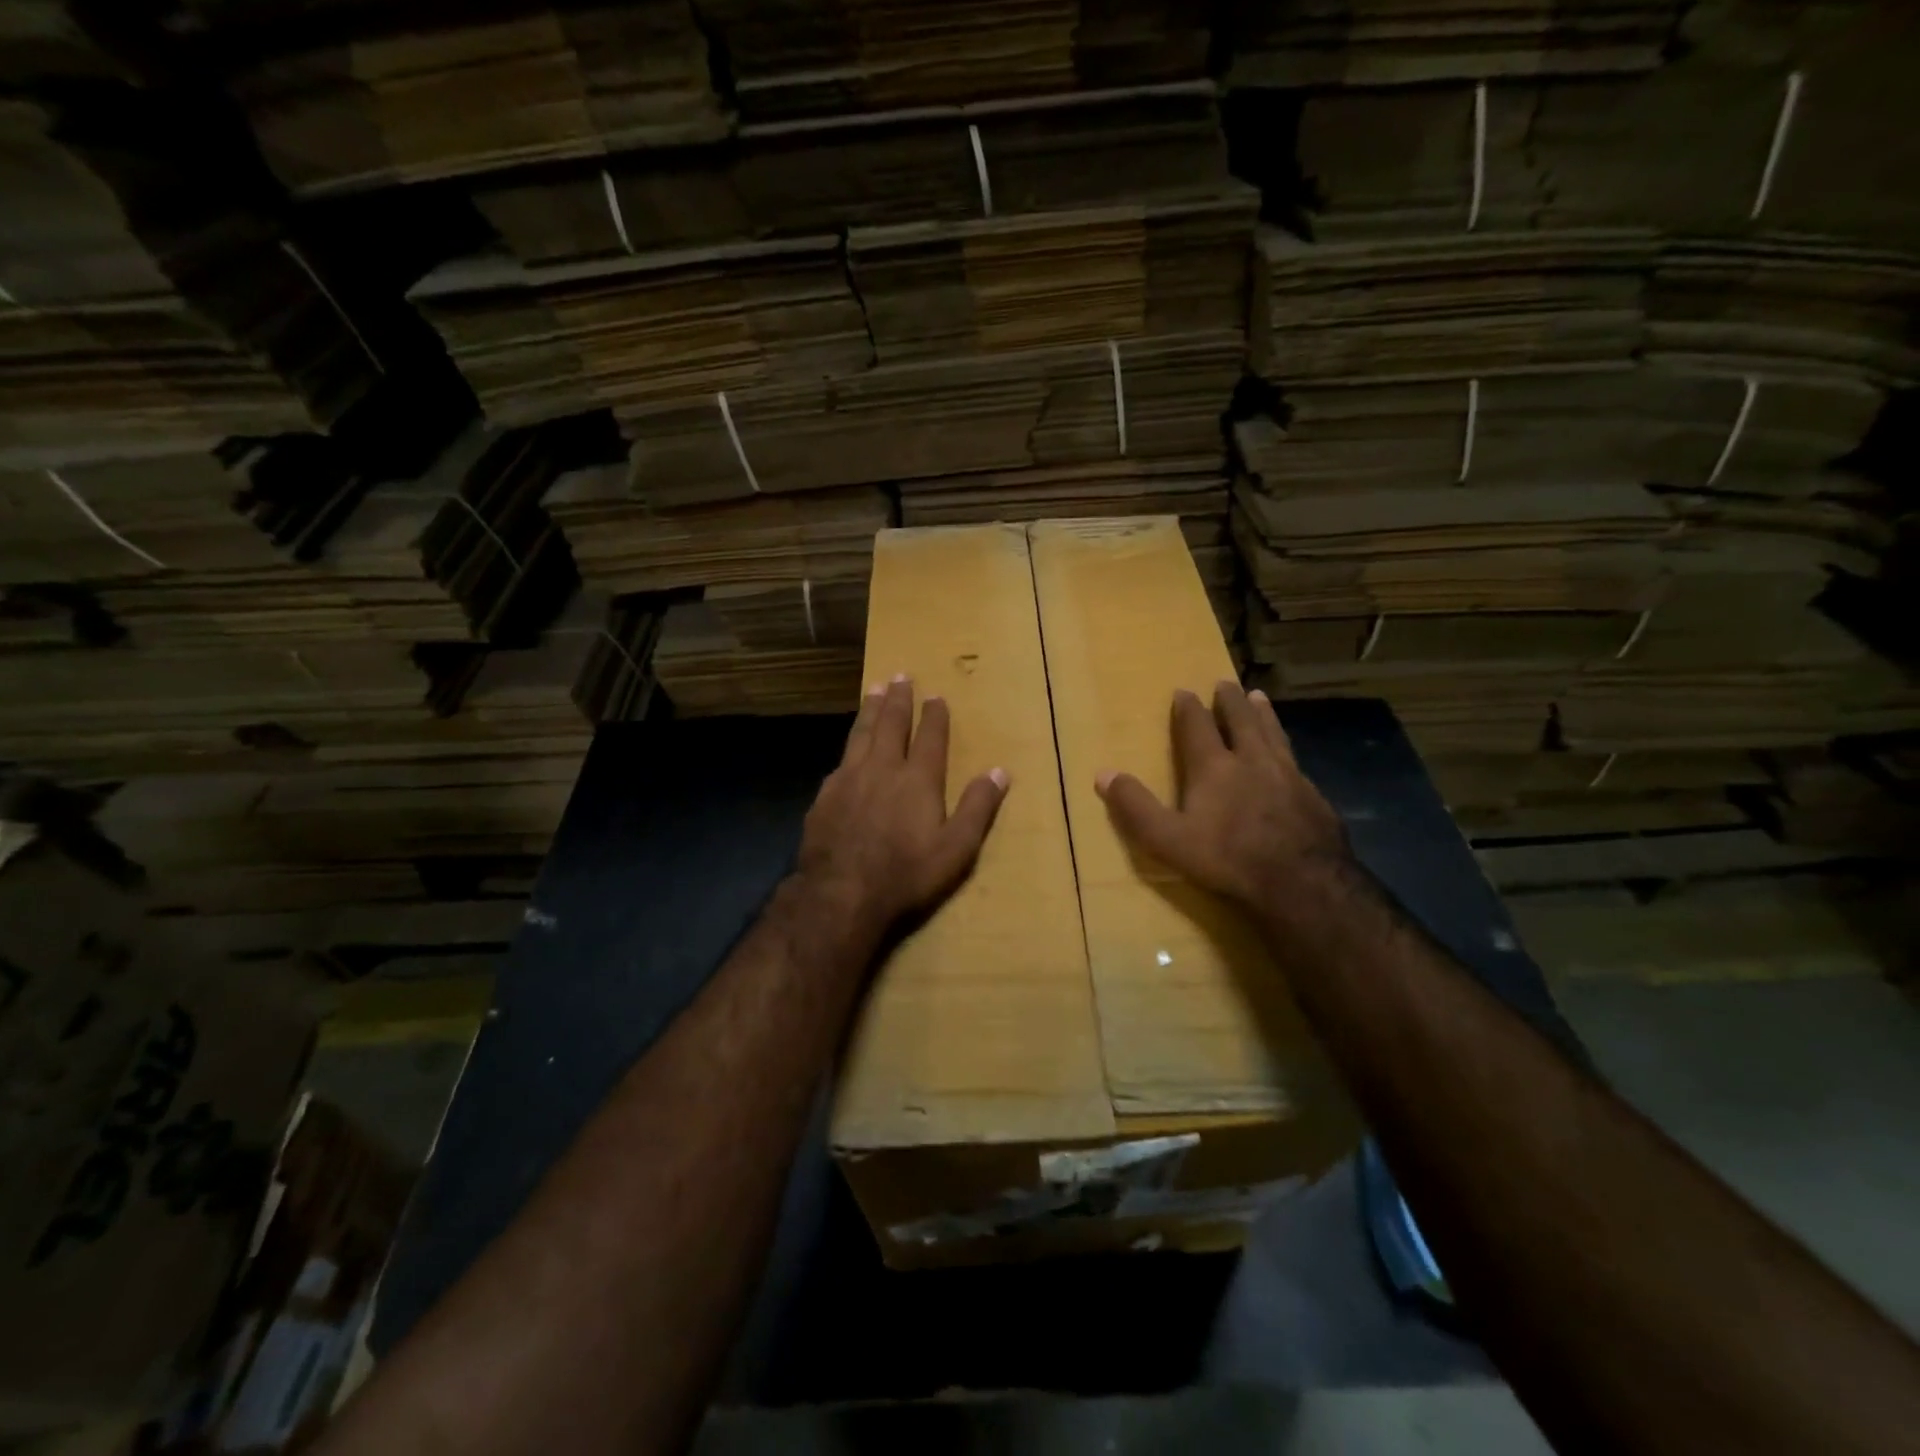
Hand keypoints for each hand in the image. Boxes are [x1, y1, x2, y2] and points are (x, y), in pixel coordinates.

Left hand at [796, 675, 1008, 934]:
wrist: (841, 894)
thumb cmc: (906, 874)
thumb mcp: (956, 849)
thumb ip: (978, 808)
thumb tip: (1000, 771)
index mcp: (918, 780)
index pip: (929, 737)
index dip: (934, 715)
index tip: (936, 696)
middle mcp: (882, 769)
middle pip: (890, 724)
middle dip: (897, 699)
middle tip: (899, 676)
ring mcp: (848, 780)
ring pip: (860, 734)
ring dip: (870, 710)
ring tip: (873, 690)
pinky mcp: (825, 796)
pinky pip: (840, 761)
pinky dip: (849, 746)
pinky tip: (848, 749)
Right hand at [1096, 680, 1349, 909]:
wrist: (1303, 881)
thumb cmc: (1229, 858)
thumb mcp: (1168, 839)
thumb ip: (1135, 806)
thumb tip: (1103, 773)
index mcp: (1214, 767)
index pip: (1198, 727)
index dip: (1188, 708)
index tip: (1183, 691)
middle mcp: (1252, 760)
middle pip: (1241, 720)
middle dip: (1230, 700)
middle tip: (1226, 683)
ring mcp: (1288, 775)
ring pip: (1272, 733)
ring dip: (1262, 713)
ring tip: (1259, 698)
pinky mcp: (1312, 795)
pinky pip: (1295, 759)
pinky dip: (1285, 746)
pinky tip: (1288, 755)